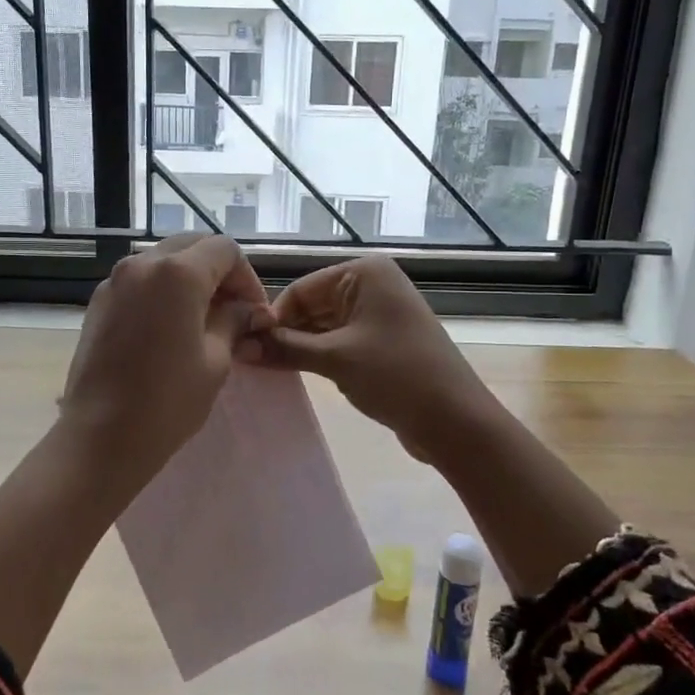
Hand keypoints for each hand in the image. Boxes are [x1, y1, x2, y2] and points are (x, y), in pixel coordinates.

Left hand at [58, 234, 268, 494]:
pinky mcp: (99, 301)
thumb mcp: (215, 360)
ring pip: (163, 260)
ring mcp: (115, 280)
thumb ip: (234, 321)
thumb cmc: (168, 401)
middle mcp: (143, 263)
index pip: (225, 250)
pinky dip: (162, 291)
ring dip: (190, 279)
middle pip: (192, 246)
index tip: (254, 312)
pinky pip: (140, 280)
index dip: (247, 277)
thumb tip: (249, 310)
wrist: (101, 436)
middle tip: (233, 311)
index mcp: (178, 272)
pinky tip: (170, 328)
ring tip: (203, 320)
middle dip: (218, 272)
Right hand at [244, 257, 504, 463]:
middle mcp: (372, 285)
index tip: (246, 346)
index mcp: (365, 273)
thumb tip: (239, 346)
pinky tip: (296, 374)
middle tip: (251, 362)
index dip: (274, 317)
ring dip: (299, 347)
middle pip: (312, 305)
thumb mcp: (335, 359)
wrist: (456, 421)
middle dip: (285, 333)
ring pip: (323, 326)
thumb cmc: (396, 376)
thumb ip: (285, 348)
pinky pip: (339, 342)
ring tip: (267, 370)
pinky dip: (318, 356)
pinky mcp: (382, 342)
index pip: (302, 288)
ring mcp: (379, 314)